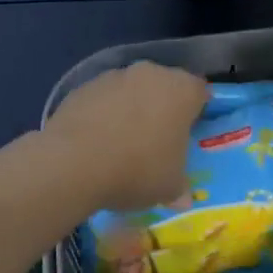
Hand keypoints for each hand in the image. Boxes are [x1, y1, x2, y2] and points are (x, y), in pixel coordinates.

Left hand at [43, 62, 207, 211]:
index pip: (200, 92)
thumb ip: (180, 186)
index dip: (198, 112)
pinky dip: (103, 115)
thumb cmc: (137, 170)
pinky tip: (96, 143)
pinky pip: (102, 100)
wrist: (73, 163)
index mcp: (181, 90)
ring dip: (131, 110)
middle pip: (164, 87)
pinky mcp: (82, 87)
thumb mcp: (170, 187)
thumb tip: (183, 198)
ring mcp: (113, 77)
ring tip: (123, 145)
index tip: (191, 133)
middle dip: (163, 108)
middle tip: (159, 140)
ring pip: (131, 91)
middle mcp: (150, 74)